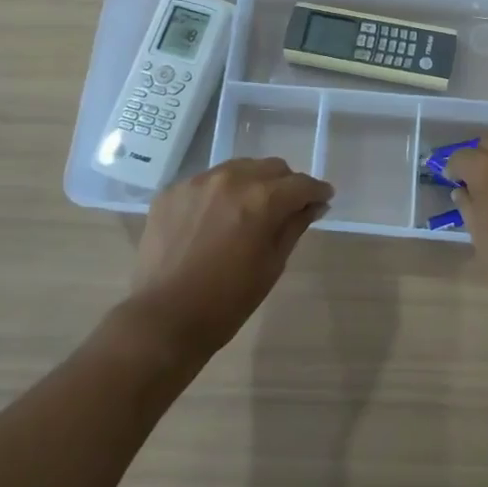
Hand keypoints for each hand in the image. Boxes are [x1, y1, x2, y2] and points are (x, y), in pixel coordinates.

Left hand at [123, 157, 332, 359]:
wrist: (164, 319)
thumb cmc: (228, 301)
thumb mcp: (272, 265)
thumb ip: (294, 226)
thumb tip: (314, 205)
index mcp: (261, 199)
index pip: (300, 184)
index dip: (317, 191)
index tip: (322, 199)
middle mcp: (230, 179)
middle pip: (271, 167)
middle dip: (285, 184)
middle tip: (286, 207)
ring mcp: (196, 182)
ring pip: (237, 168)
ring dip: (251, 183)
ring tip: (248, 210)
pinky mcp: (171, 191)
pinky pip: (206, 182)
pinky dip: (219, 194)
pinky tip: (214, 220)